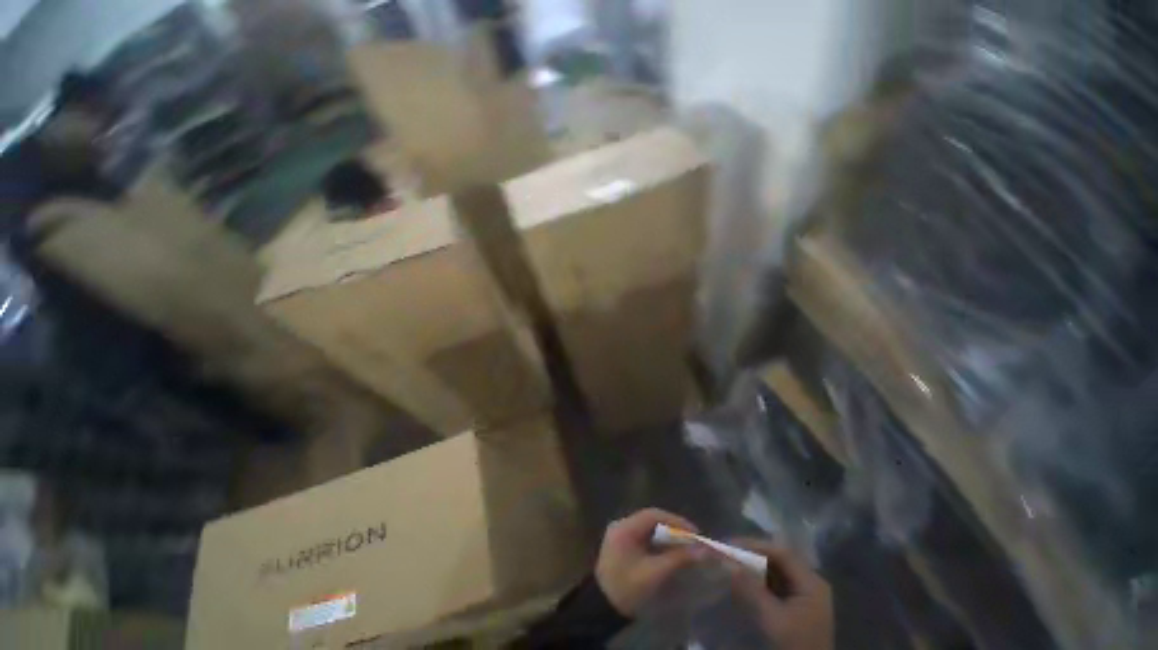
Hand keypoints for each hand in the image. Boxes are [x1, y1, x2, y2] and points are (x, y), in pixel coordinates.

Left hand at [595, 508, 703, 616]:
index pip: (653, 515)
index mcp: (625, 527)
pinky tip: (668, 551)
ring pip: (647, 528)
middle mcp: (621, 525)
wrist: (602, 608)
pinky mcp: (621, 544)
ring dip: (666, 535)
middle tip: (692, 539)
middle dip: (672, 528)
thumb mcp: (654, 574)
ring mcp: (620, 534)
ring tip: (684, 545)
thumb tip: (701, 550)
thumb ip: (677, 559)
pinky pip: (643, 537)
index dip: (675, 521)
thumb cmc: (628, 589)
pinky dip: (657, 542)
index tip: (694, 532)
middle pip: (651, 520)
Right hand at [728, 540, 833, 649]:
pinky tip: (745, 582)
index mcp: (811, 581)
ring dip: (754, 567)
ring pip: (776, 571)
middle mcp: (810, 582)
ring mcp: (805, 594)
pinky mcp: (798, 605)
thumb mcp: (772, 618)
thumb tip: (727, 561)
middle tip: (728, 552)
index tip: (730, 544)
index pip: (780, 552)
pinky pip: (776, 584)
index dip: (754, 545)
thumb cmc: (796, 645)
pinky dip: (759, 580)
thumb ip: (751, 588)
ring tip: (732, 564)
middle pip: (778, 559)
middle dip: (752, 554)